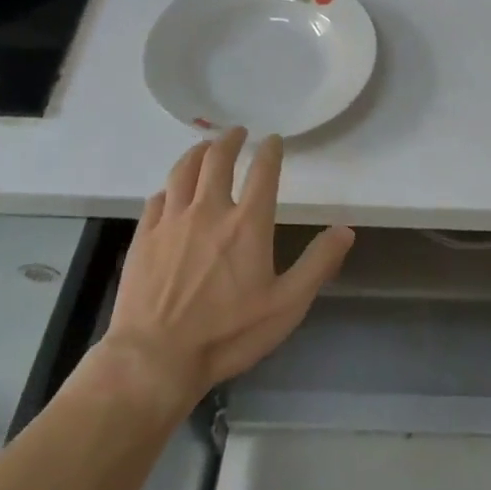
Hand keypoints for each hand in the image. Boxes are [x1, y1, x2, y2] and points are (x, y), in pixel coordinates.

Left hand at [93, 128, 353, 408]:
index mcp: (247, 223)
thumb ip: (318, 264)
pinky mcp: (144, 236)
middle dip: (230, 140)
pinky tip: (172, 190)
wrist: (156, 357)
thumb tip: (346, 230)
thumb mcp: (287, 304)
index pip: (263, 171)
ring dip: (197, 152)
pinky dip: (170, 186)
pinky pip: (158, 198)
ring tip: (205, 146)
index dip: (270, 151)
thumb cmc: (228, 333)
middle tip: (237, 132)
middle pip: (218, 159)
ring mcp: (172, 221)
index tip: (274, 140)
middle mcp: (209, 211)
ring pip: (183, 170)